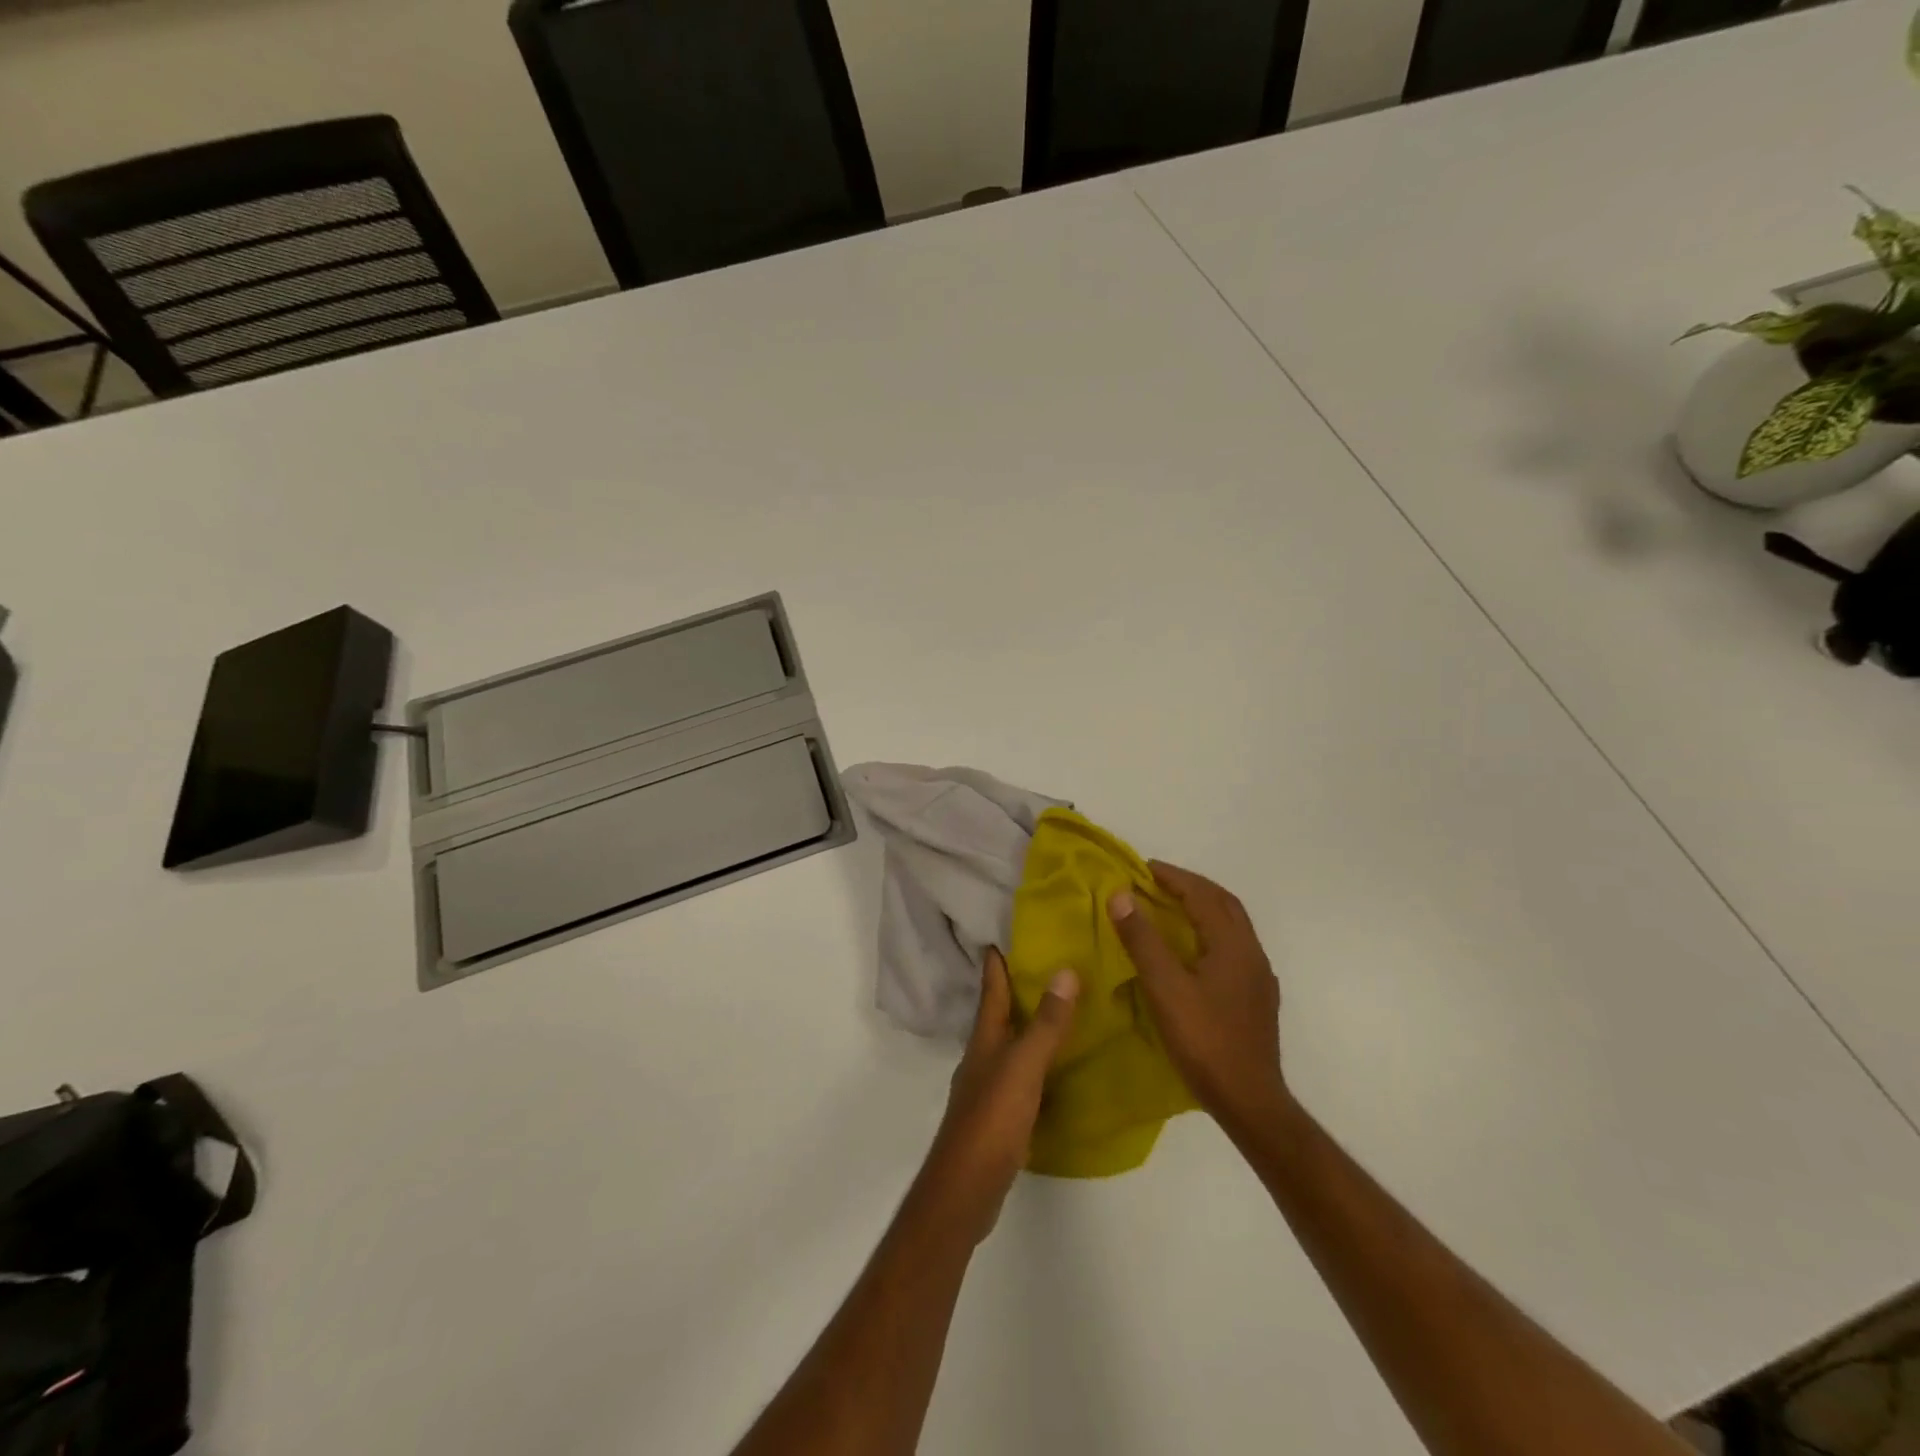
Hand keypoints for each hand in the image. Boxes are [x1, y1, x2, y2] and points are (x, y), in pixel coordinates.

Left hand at [919, 949, 1078, 1242]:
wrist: (966, 1189)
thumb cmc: (991, 1120)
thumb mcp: (1023, 1067)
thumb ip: (1046, 1024)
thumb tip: (1066, 971)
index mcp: (985, 1039)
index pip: (991, 989)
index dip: (997, 961)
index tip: (1004, 933)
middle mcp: (984, 1057)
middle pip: (1000, 1014)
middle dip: (1017, 989)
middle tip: (1046, 964)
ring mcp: (990, 1087)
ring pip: (1012, 1044)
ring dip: (1030, 1025)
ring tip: (1060, 1009)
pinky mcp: (1001, 1116)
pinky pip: (1023, 1076)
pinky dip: (1039, 1063)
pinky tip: (1058, 1067)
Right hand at [1107, 861, 1286, 1137]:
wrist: (1250, 1100)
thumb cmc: (1204, 1041)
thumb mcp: (1164, 988)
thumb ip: (1142, 940)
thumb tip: (1120, 895)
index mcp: (1233, 945)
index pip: (1202, 895)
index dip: (1173, 877)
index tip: (1143, 867)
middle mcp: (1252, 953)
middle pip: (1224, 904)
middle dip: (1191, 886)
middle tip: (1157, 882)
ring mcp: (1259, 977)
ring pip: (1233, 926)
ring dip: (1204, 908)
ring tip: (1171, 909)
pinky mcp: (1258, 998)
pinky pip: (1234, 947)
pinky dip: (1211, 933)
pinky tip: (1195, 951)